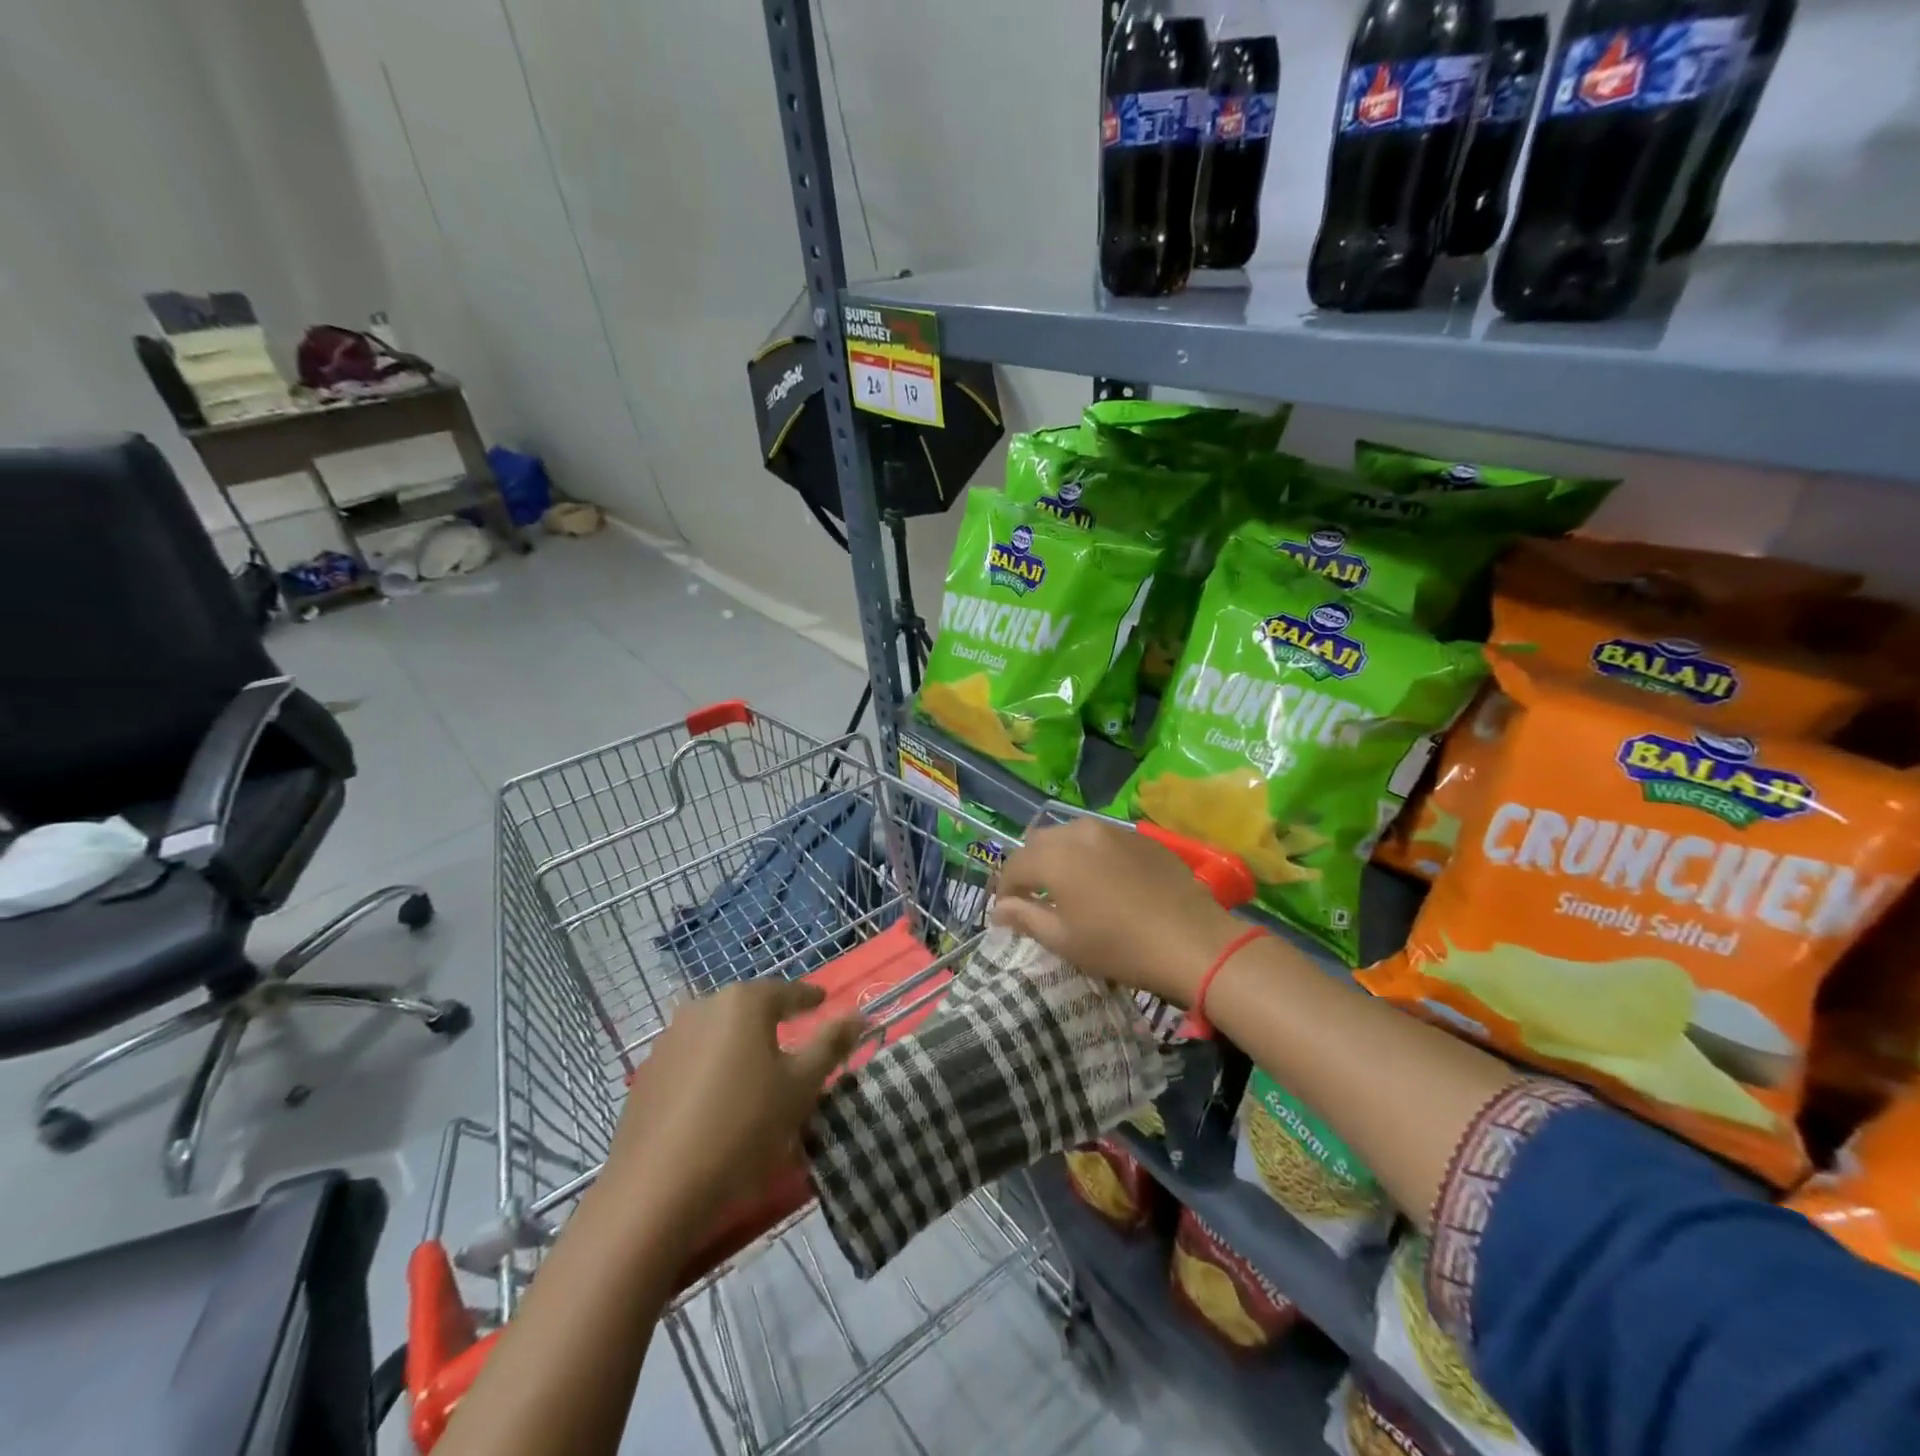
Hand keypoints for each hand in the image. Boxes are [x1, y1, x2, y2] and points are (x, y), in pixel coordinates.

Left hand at [605, 980, 864, 1223]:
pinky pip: (692, 1059)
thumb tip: (859, 1014)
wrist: (654, 1193)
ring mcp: (668, 1040)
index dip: (809, 998)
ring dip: (740, 1045)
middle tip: (793, 1039)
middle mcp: (702, 1007)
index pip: (787, 991)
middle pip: (748, 1008)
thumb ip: (830, 1045)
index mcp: (743, 1002)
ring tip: (757, 1072)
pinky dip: (712, 1069)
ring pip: (718, 1033)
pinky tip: (719, 1100)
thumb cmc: (742, 1128)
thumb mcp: (800, 1087)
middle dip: (772, 1021)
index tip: (823, 1002)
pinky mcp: (647, 1075)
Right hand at [992, 818, 1244, 1005]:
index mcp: (1054, 856)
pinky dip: (1091, 855)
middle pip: (1040, 843)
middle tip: (1034, 897)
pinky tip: (1104, 881)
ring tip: (1068, 886)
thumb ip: (1025, 918)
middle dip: (1030, 867)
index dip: (1005, 889)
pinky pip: (1102, 839)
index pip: (1014, 866)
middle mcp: (1079, 832)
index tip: (1007, 911)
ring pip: (1071, 835)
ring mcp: (1112, 830)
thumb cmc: (1119, 946)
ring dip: (1060, 856)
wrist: (1191, 941)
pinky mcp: (1140, 837)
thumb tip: (999, 910)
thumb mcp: (1064, 940)